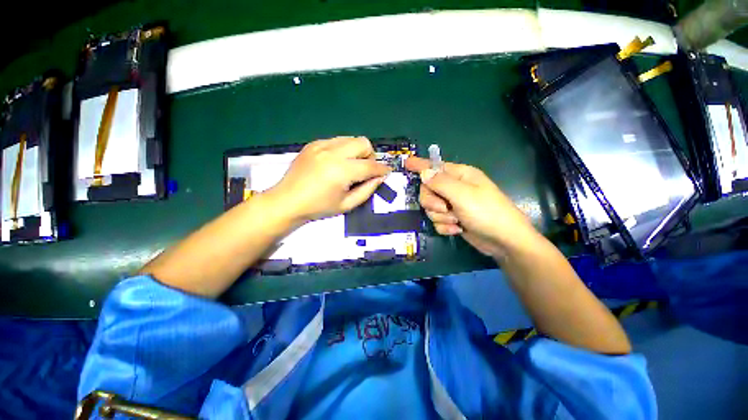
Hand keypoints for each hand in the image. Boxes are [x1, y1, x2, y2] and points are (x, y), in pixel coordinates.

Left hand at [268, 136, 390, 223]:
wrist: (287, 201)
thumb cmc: (318, 207)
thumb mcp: (347, 205)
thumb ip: (367, 190)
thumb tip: (380, 177)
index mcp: (341, 171)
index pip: (370, 165)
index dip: (382, 169)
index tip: (387, 172)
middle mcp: (332, 153)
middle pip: (363, 143)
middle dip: (370, 156)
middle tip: (366, 170)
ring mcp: (321, 146)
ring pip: (351, 138)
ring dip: (357, 151)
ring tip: (351, 165)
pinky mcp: (313, 144)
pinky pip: (337, 140)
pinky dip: (343, 149)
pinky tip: (337, 162)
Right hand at [405, 156, 539, 258]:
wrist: (504, 241)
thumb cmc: (487, 212)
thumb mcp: (463, 195)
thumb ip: (440, 183)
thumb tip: (423, 172)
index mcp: (459, 175)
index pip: (434, 166)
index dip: (419, 165)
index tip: (406, 162)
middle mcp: (454, 187)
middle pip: (427, 190)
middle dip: (432, 202)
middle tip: (444, 208)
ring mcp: (453, 204)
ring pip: (431, 208)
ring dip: (441, 217)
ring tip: (456, 221)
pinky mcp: (453, 218)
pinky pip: (437, 220)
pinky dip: (445, 226)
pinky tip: (457, 229)